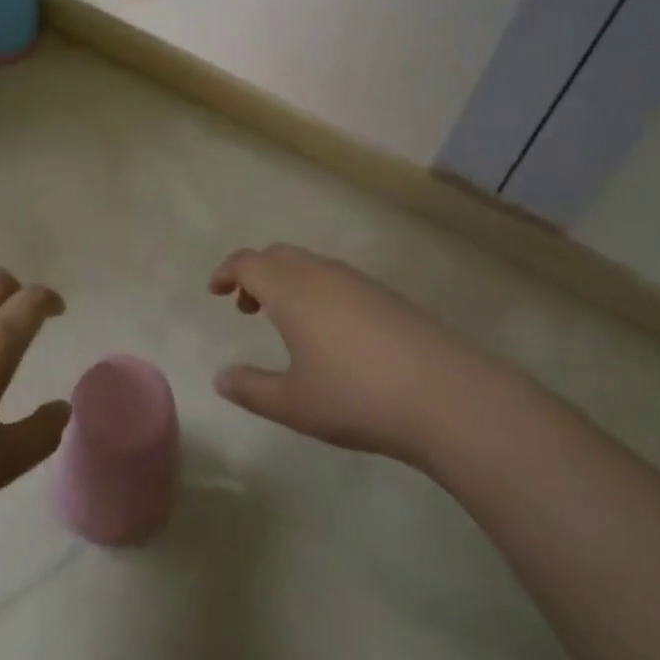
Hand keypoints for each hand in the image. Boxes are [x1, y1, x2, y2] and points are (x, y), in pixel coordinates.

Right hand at [208, 244, 466, 462]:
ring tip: (286, 322)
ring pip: (309, 263)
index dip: (226, 272)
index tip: (215, 291)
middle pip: (277, 255)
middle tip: (247, 308)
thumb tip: (220, 378)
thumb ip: (251, 389)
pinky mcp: (385, 294)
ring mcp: (356, 280)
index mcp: (290, 289)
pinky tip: (330, 331)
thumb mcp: (294, 404)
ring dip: (286, 281)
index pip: (247, 262)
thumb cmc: (356, 397)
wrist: (444, 394)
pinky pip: (336, 277)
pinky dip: (316, 289)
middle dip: (255, 274)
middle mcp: (320, 273)